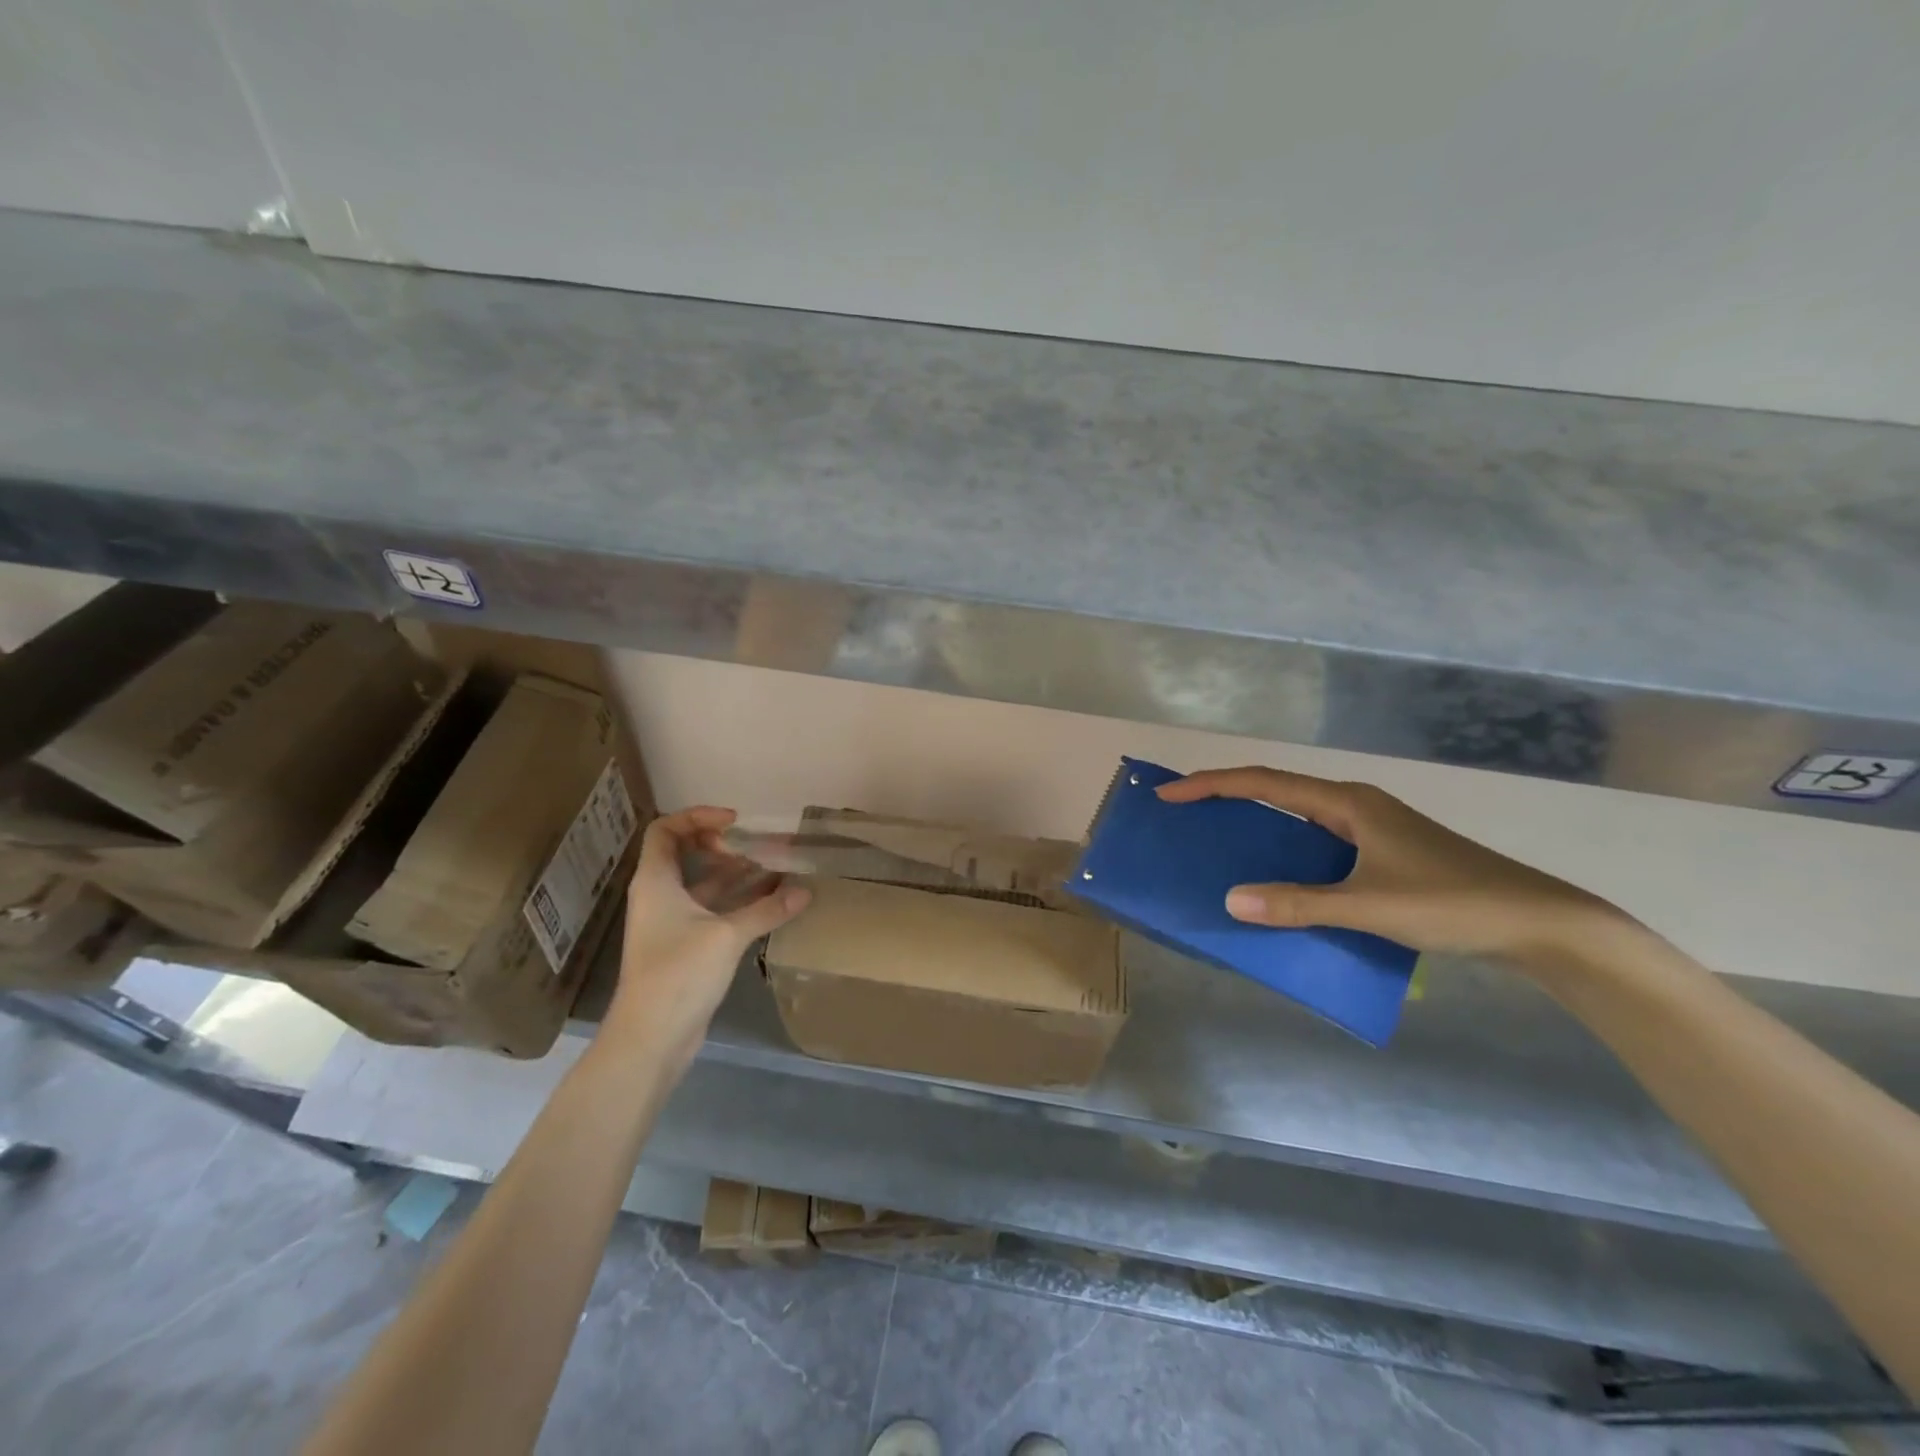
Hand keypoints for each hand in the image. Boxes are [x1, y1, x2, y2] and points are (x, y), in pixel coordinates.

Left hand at [604, 806, 810, 1065]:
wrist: (651, 1038)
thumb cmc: (679, 974)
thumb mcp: (727, 935)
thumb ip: (767, 910)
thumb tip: (806, 891)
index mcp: (656, 882)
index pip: (666, 830)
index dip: (697, 817)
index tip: (735, 822)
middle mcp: (660, 896)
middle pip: (687, 854)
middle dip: (725, 845)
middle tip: (760, 846)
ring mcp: (672, 923)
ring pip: (705, 884)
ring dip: (738, 874)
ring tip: (778, 867)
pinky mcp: (686, 946)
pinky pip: (714, 910)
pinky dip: (740, 902)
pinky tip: (774, 902)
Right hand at [1158, 767, 1617, 966]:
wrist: (1539, 923)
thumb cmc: (1452, 903)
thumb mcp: (1369, 906)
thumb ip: (1298, 904)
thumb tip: (1231, 900)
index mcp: (1347, 802)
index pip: (1264, 782)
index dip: (1211, 785)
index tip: (1169, 794)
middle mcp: (1355, 806)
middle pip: (1276, 792)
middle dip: (1226, 799)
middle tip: (1184, 816)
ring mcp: (1372, 829)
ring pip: (1298, 819)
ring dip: (1257, 827)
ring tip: (1218, 846)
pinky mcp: (1383, 854)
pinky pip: (1317, 845)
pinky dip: (1286, 854)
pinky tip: (1278, 881)